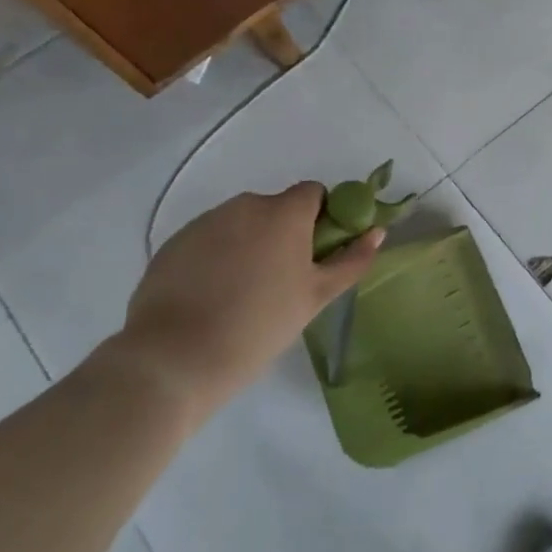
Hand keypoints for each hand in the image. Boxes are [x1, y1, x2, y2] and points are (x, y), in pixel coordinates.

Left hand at [114, 184, 382, 420]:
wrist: (174, 359)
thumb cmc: (259, 325)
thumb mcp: (316, 297)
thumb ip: (351, 260)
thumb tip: (377, 232)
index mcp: (284, 213)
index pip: (313, 193)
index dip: (320, 217)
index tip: (316, 252)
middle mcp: (245, 205)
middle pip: (276, 208)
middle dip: (283, 233)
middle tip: (282, 279)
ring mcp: (205, 222)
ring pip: (241, 223)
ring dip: (250, 243)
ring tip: (243, 292)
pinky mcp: (174, 243)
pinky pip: (209, 239)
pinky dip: (217, 257)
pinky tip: (211, 295)